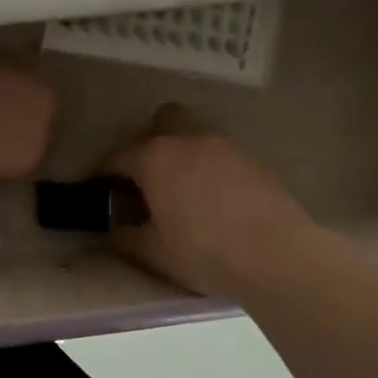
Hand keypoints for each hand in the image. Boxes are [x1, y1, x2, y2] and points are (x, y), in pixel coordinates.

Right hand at [104, 104, 320, 298]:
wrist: (278, 256)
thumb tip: (115, 231)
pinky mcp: (255, 162)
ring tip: (183, 192)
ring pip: (196, 137)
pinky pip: (222, 156)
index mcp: (155, 158)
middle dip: (150, 141)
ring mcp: (226, 147)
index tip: (100, 191)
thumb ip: (126, 238)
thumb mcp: (153, 252)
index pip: (118, 157)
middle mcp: (188, 141)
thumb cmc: (203, 251)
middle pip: (164, 121)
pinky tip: (215, 201)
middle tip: (147, 177)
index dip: (104, 174)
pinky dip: (211, 170)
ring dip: (184, 155)